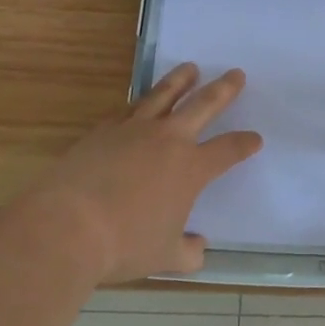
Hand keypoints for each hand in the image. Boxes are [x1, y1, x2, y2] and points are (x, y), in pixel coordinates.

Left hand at [26, 63, 262, 283]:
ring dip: (180, 80)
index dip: (244, 143)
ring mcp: (133, 130)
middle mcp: (167, 140)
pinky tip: (140, 102)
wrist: (69, 225)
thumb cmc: (124, 244)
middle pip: (202, 105)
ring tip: (190, 68)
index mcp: (191, 169)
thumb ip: (187, 252)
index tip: (255, 139)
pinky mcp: (103, 130)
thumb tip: (199, 249)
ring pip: (163, 95)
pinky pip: (128, 110)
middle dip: (223, 90)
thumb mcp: (164, 257)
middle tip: (235, 73)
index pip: (228, 150)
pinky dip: (139, 103)